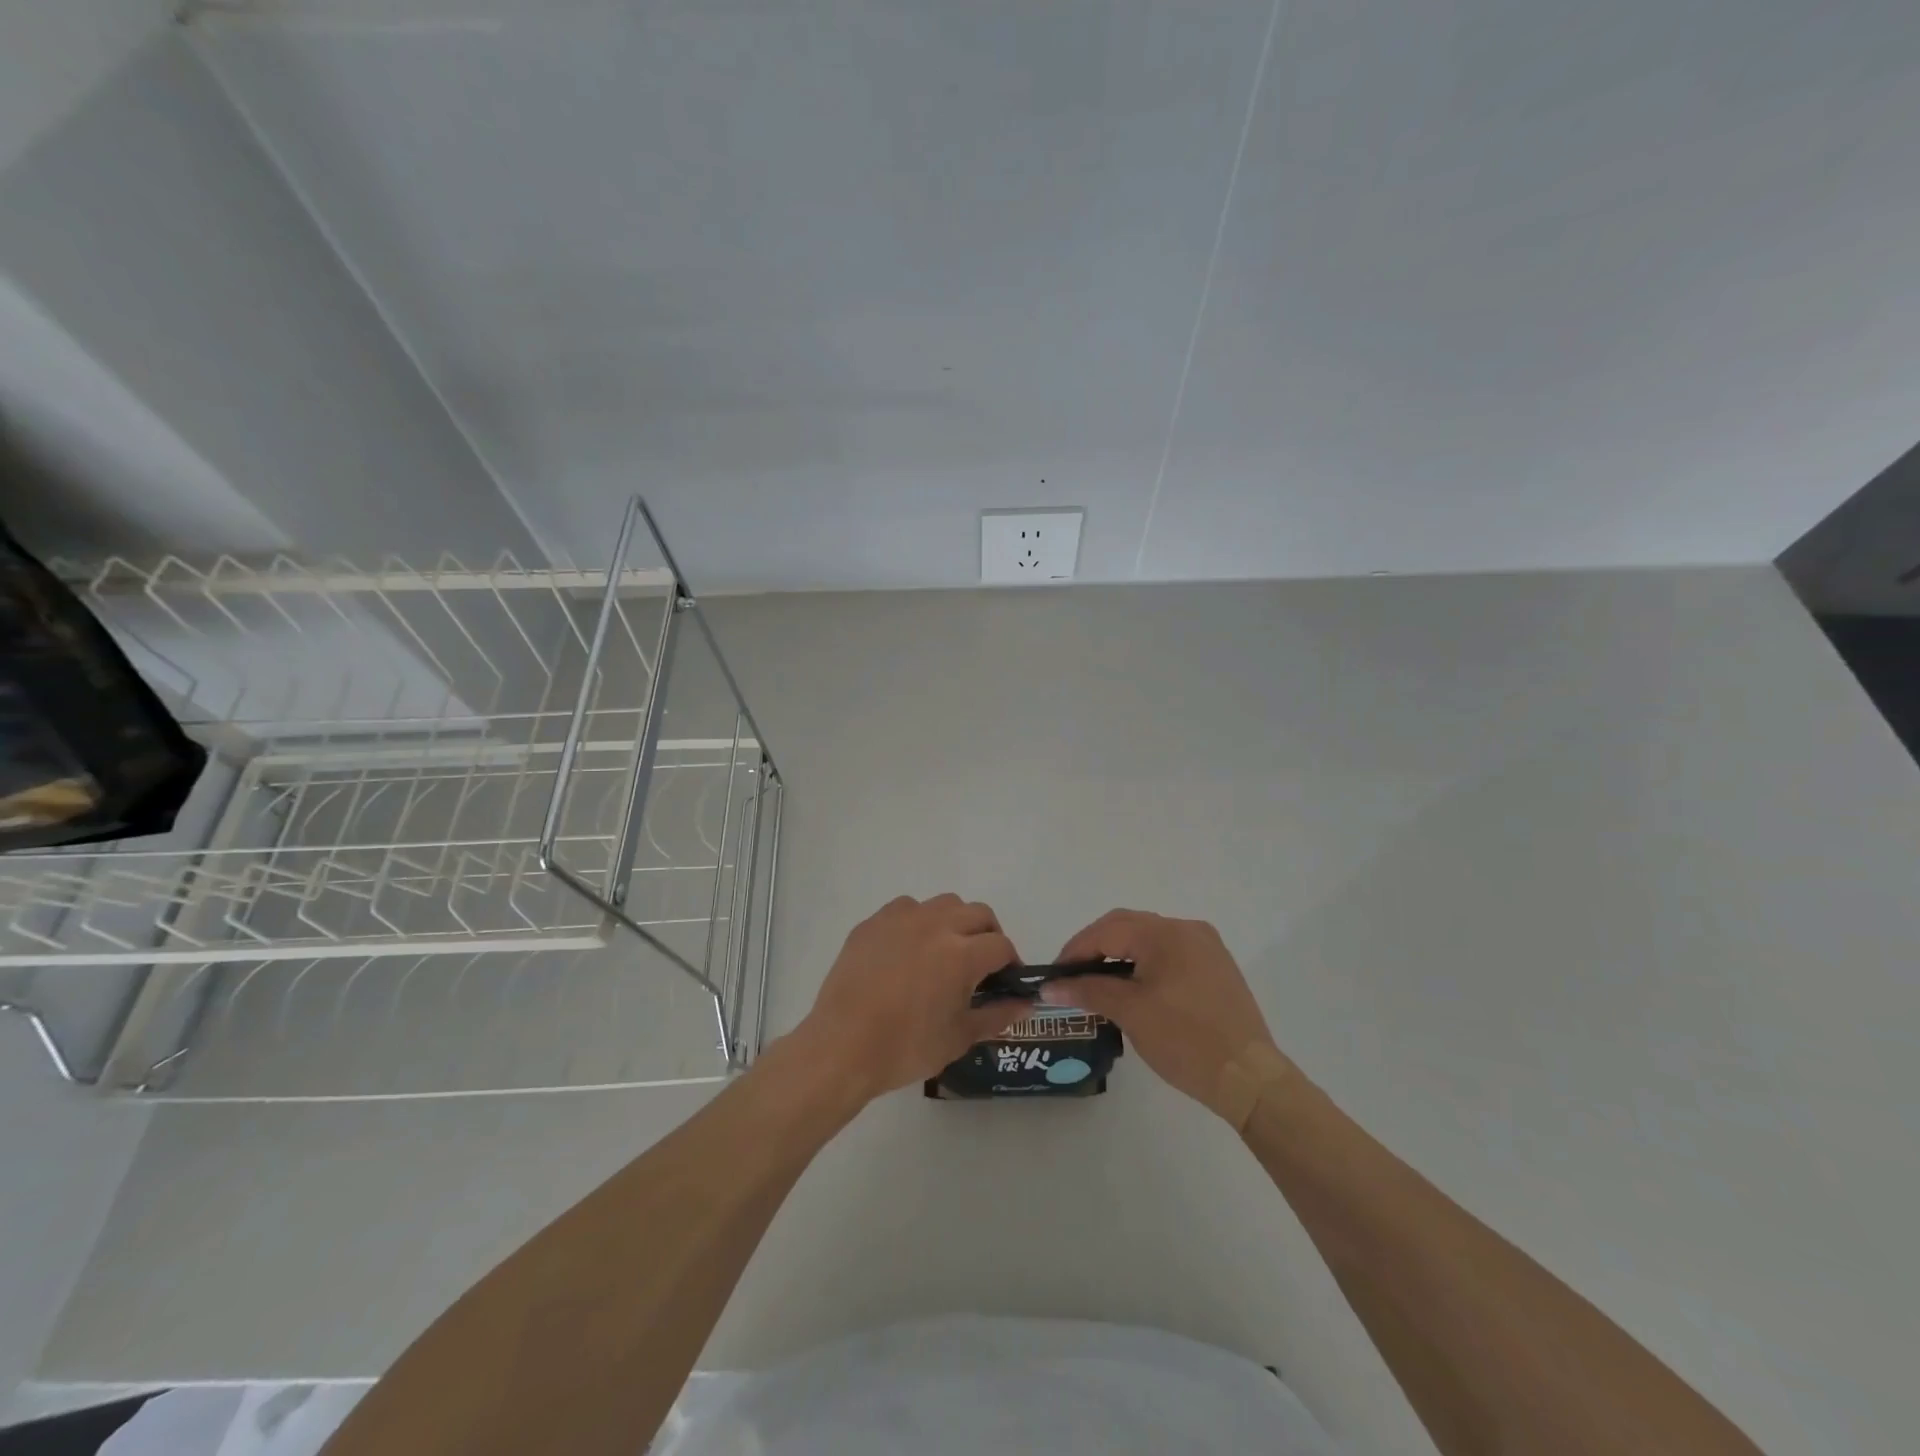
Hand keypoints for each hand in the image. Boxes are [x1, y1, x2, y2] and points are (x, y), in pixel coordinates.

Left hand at [793, 894, 1028, 1103]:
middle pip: (978, 913)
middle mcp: (935, 925)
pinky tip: (909, 950)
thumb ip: (997, 1016)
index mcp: (961, 954)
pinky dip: (918, 922)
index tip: (1004, 981)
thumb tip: (1025, 1004)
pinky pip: (906, 908)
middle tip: (981, 964)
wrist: (842, 1047)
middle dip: (988, 935)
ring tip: (946, 951)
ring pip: (944, 904)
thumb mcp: (959, 1038)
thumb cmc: (906, 1048)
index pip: (1001, 946)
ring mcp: (901, 919)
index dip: (1010, 963)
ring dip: (955, 922)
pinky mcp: (873, 922)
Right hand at [1045, 909, 1288, 1120]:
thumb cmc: (1185, 1040)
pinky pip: (1170, 954)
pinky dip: (1145, 964)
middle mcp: (1187, 929)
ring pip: (1149, 940)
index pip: (1107, 930)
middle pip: (1128, 927)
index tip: (1054, 976)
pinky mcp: (1216, 967)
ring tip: (1097, 983)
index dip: (1075, 950)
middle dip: (1095, 948)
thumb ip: (1088, 991)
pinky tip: (1133, 988)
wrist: (1249, 1078)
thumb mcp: (1130, 1012)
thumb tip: (1050, 986)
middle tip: (1071, 977)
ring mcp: (1206, 947)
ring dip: (1120, 955)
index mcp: (1165, 933)